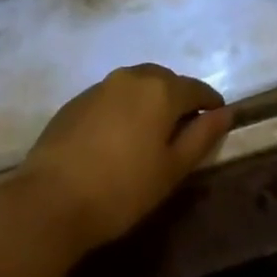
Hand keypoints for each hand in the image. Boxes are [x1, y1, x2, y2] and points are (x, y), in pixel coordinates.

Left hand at [9, 64, 232, 258]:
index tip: (217, 118)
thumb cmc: (122, 190)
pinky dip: (124, 108)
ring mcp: (102, 86)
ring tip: (151, 132)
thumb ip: (202, 136)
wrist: (51, 200)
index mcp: (161, 90)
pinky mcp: (77, 100)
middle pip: (165, 80)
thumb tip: (225, 112)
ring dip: (150, 100)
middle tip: (184, 128)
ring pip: (137, 84)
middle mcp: (133, 76)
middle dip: (178, 98)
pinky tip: (118, 136)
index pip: (195, 88)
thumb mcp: (172, 170)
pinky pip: (112, 96)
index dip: (210, 102)